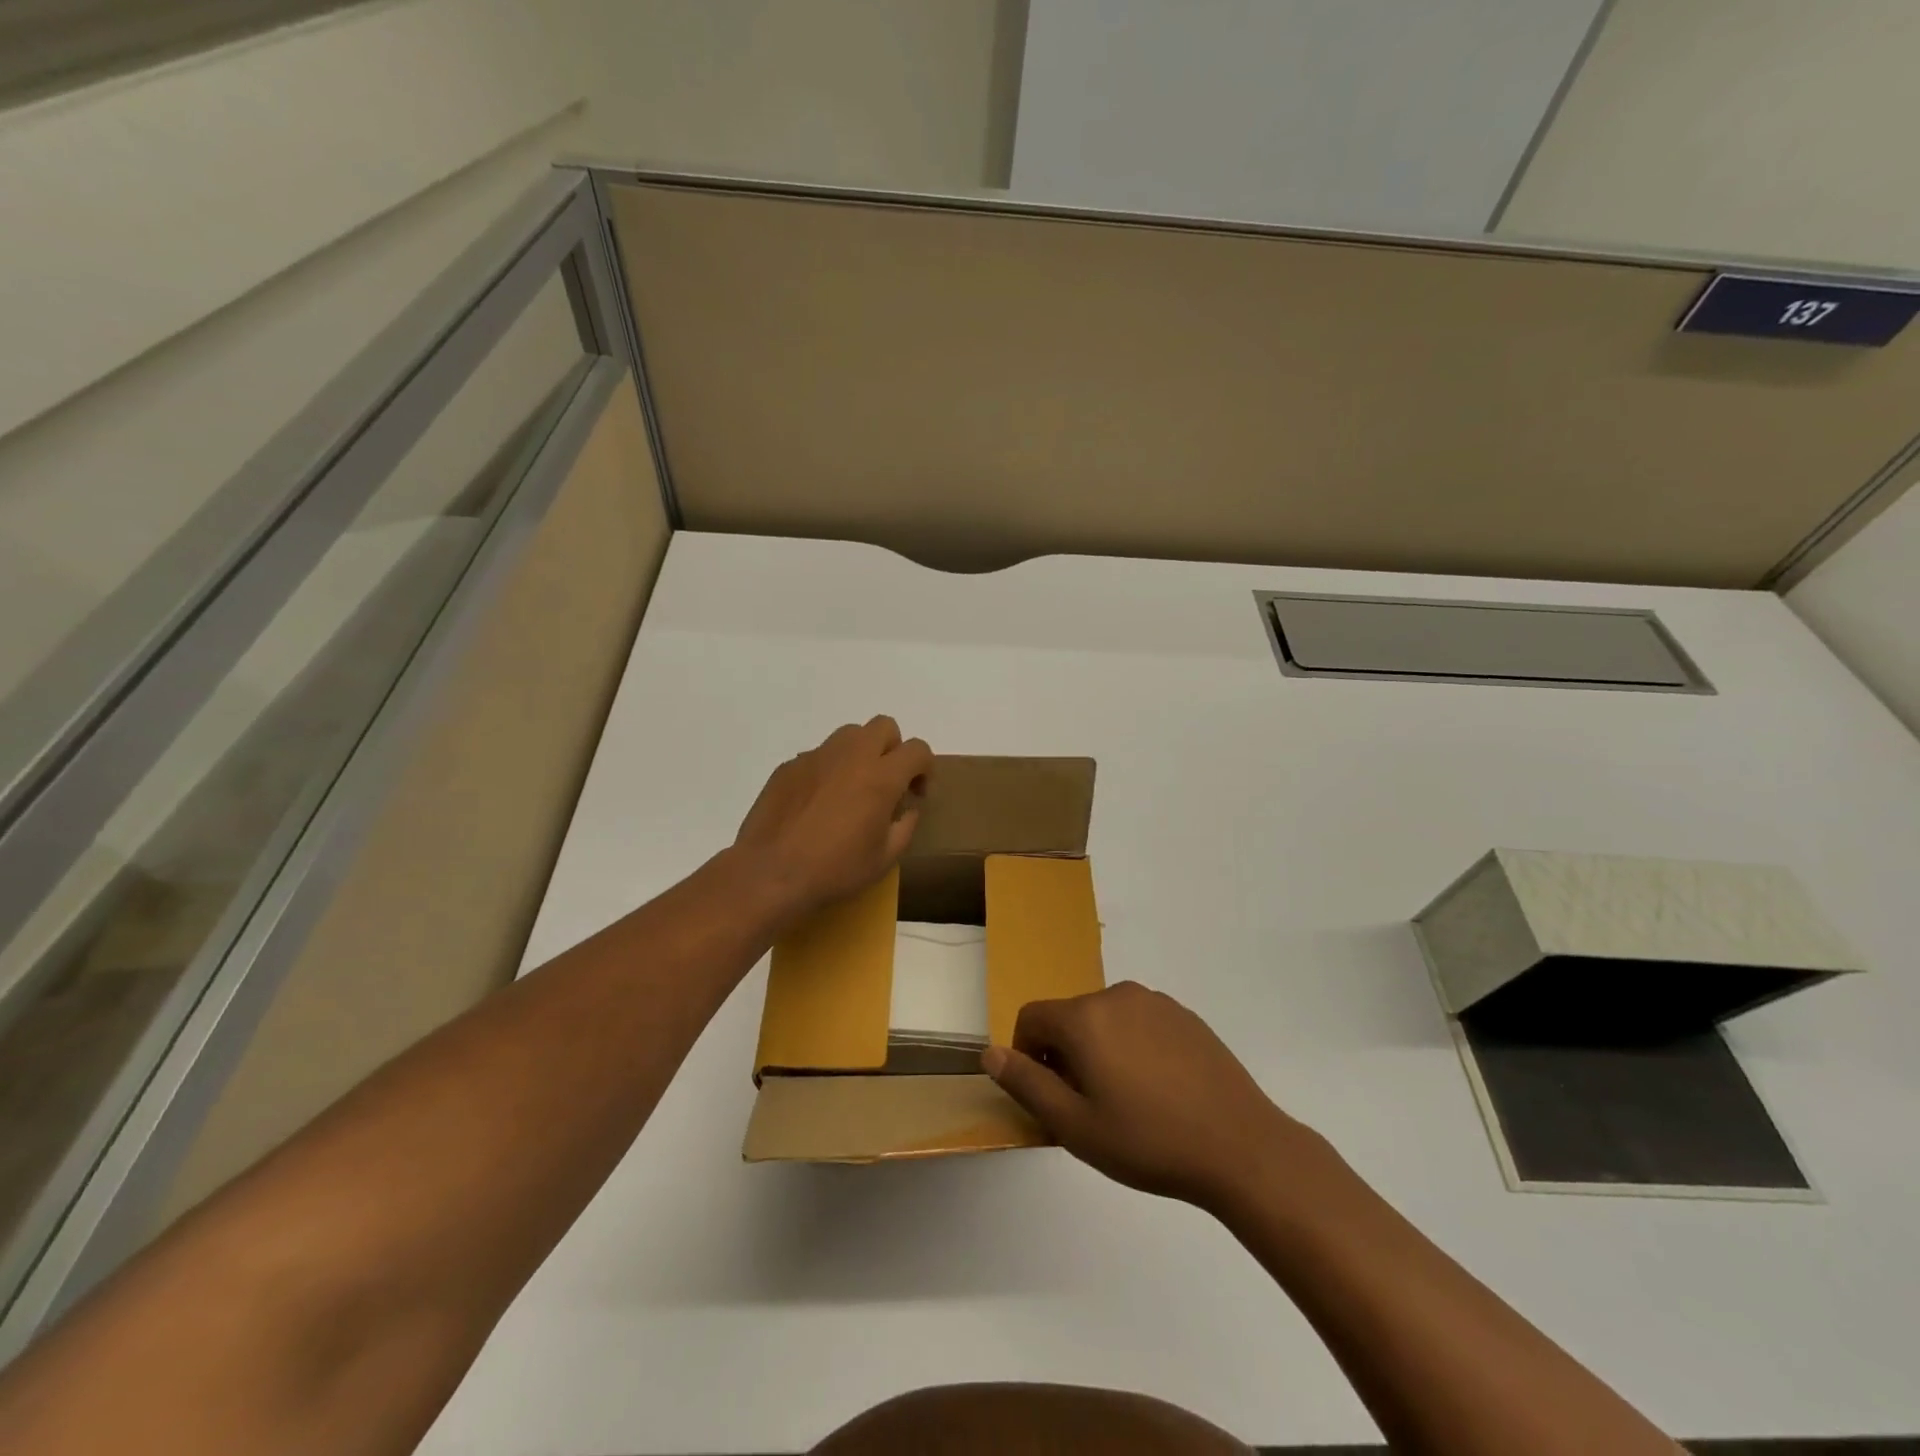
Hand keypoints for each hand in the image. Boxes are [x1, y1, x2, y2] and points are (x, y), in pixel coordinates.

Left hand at [733, 717, 931, 923]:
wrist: (770, 873)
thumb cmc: (834, 870)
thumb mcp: (884, 859)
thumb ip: (905, 826)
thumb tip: (907, 808)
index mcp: (881, 777)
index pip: (917, 749)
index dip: (925, 768)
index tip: (916, 794)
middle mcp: (850, 756)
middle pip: (884, 726)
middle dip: (894, 748)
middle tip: (887, 782)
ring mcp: (816, 757)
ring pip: (849, 734)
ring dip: (861, 753)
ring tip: (852, 788)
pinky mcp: (789, 766)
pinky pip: (819, 755)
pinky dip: (828, 770)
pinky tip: (818, 803)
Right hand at [983, 982, 1315, 1210]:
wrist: (1241, 1146)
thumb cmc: (1149, 1141)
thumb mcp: (1075, 1126)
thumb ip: (1027, 1084)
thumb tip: (991, 1053)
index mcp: (1085, 1017)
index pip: (1031, 1017)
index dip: (1028, 1055)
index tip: (1051, 1096)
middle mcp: (1116, 995)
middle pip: (1069, 1018)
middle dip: (1066, 1056)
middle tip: (1090, 1108)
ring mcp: (1155, 1002)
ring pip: (1105, 1020)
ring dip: (1101, 1051)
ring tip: (1127, 1102)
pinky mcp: (1185, 1015)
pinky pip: (1140, 1022)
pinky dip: (1134, 1047)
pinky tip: (1160, 1091)